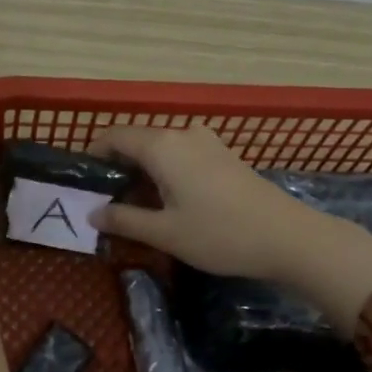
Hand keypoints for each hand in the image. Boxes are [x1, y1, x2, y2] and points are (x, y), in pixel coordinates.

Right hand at [88, 125, 371, 320]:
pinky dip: (166, 172)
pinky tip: (168, 202)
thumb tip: (93, 213)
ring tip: (135, 207)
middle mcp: (183, 134)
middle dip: (118, 167)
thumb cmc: (219, 234)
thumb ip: (124, 220)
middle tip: (106, 202)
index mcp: (163, 146)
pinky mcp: (225, 156)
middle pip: (138, 141)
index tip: (83, 182)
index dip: (94, 155)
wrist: (288, 237)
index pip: (115, 136)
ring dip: (143, 172)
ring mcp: (208, 142)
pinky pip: (182, 156)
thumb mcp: (165, 233)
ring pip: (161, 149)